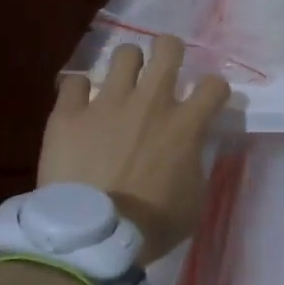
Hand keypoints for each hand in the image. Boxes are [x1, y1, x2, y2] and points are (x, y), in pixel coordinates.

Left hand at [38, 36, 230, 265]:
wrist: (93, 236)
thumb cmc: (152, 225)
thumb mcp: (193, 200)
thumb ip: (194, 165)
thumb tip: (188, 153)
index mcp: (186, 125)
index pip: (215, 85)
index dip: (214, 90)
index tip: (207, 101)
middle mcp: (151, 102)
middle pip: (167, 48)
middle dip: (169, 51)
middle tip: (163, 68)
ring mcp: (107, 103)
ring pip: (124, 54)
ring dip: (127, 66)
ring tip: (122, 83)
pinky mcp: (69, 114)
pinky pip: (74, 82)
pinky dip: (78, 91)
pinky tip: (79, 105)